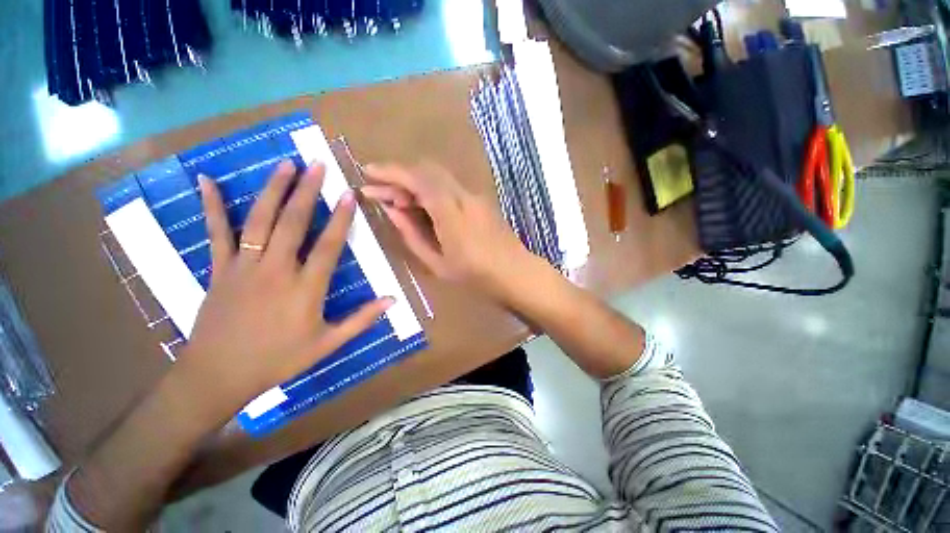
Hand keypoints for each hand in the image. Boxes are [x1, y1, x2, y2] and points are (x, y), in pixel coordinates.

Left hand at [178, 161, 392, 421]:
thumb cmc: (279, 360)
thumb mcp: (328, 344)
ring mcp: (244, 267)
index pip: (329, 246)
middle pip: (294, 224)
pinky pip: (216, 232)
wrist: (219, 375)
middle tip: (317, 165)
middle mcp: (276, 270)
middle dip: (307, 192)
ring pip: (260, 221)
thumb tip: (393, 300)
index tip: (349, 195)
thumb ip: (362, 319)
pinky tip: (206, 180)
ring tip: (285, 165)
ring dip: (273, 190)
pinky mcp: (219, 269)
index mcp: (306, 288)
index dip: (341, 219)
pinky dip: (211, 205)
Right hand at [362, 162, 535, 301]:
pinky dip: (430, 190)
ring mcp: (474, 196)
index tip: (368, 173)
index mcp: (450, 212)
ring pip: (438, 177)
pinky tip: (420, 206)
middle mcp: (463, 195)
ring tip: (395, 201)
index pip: (417, 179)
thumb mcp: (438, 263)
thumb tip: (392, 210)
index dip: (391, 172)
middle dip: (399, 176)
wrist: (515, 273)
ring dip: (414, 183)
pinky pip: (449, 187)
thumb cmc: (476, 275)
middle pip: (427, 171)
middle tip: (378, 191)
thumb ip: (413, 235)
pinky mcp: (479, 200)